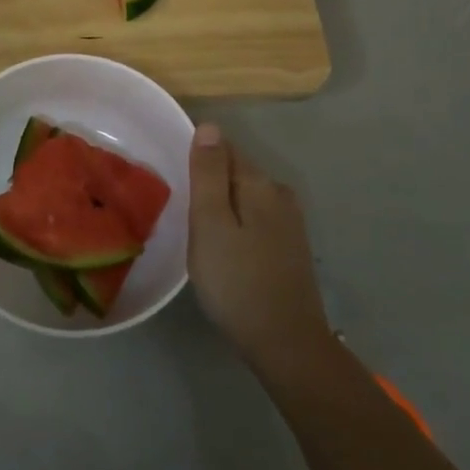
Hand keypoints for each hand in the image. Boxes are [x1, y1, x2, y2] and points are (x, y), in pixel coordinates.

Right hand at [186, 124, 331, 374]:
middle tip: (184, 215)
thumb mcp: (210, 224)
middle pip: (236, 172)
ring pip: (246, 199)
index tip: (178, 185)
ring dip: (224, 208)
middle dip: (210, 184)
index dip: (198, 161)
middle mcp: (280, 194)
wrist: (286, 343)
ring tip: (201, 235)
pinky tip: (227, 252)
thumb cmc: (237, 282)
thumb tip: (210, 126)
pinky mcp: (292, 248)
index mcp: (259, 183)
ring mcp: (290, 222)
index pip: (223, 148)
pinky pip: (256, 220)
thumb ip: (208, 173)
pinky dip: (238, 226)